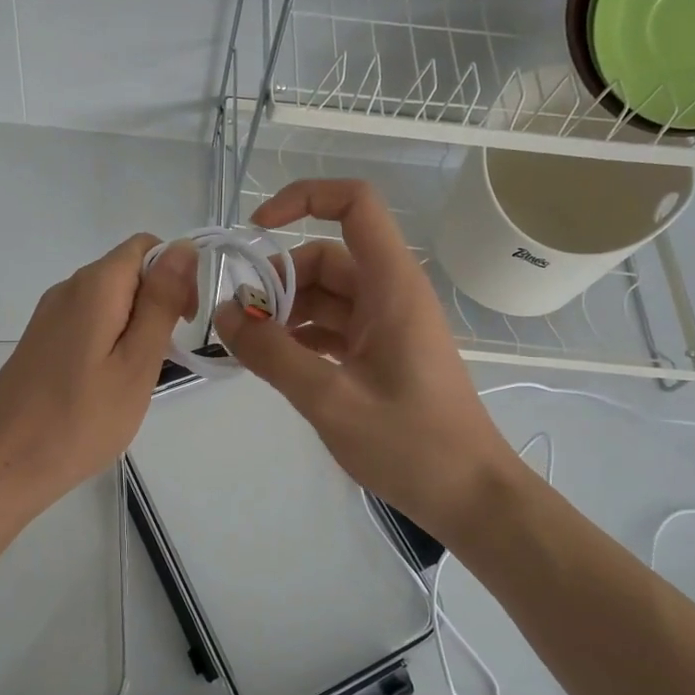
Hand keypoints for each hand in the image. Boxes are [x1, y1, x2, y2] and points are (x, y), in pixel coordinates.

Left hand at [0, 234, 197, 522]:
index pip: (146, 246)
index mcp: (94, 285)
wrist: (4, 464)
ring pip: (109, 300)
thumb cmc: (81, 419)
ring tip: (135, 377)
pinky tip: (106, 383)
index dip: (176, 273)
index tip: (184, 322)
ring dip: (134, 326)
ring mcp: (48, 315)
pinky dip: (109, 341)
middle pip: (126, 271)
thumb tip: (184, 247)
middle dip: (156, 303)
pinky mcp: (40, 341)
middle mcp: (67, 288)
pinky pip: (87, 322)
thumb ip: (161, 301)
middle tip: (161, 359)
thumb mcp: (137, 362)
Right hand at [214, 180, 526, 543]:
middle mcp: (390, 294)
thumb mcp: (330, 398)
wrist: (470, 496)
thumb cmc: (410, 444)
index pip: (354, 205)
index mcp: (391, 286)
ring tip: (250, 349)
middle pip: (326, 257)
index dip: (304, 198)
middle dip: (278, 280)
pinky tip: (274, 364)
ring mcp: (387, 325)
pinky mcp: (382, 354)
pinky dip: (301, 336)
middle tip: (240, 323)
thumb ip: (272, 354)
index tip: (255, 230)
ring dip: (285, 312)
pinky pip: (333, 327)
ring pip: (325, 295)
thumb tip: (224, 315)